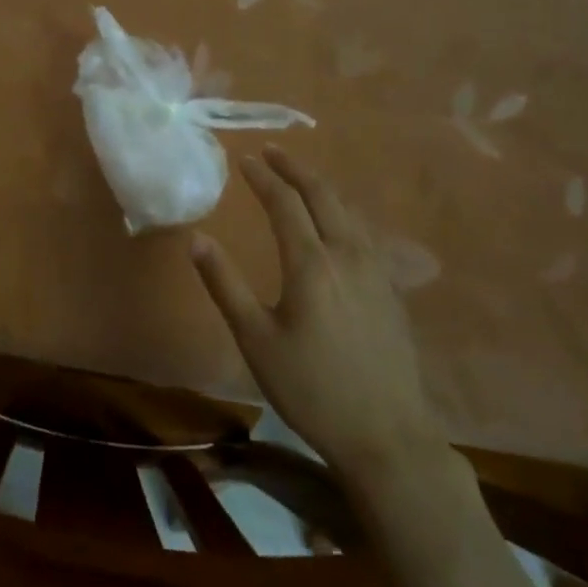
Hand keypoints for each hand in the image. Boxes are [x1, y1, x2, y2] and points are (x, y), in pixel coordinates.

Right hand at [190, 147, 441, 471]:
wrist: (387, 436)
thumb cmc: (311, 388)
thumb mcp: (255, 340)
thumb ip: (225, 285)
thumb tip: (196, 239)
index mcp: (311, 264)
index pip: (285, 202)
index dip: (263, 177)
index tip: (245, 159)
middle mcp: (347, 255)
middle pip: (323, 195)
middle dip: (295, 168)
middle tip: (272, 151)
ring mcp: (376, 271)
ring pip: (348, 211)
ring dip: (321, 186)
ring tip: (300, 178)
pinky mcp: (391, 289)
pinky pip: (364, 232)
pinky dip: (342, 212)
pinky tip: (337, 222)